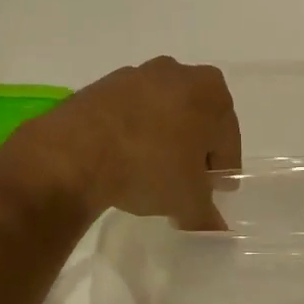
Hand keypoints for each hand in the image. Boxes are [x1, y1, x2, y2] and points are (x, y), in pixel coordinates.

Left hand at [0, 57, 241, 229]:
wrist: (76, 150)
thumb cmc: (149, 166)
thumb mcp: (187, 201)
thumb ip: (207, 215)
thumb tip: (217, 232)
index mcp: (210, 90)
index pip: (227, 137)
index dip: (222, 168)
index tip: (213, 192)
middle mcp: (176, 72)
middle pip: (195, 119)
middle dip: (192, 150)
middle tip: (184, 184)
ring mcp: (136, 75)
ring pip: (161, 113)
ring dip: (161, 140)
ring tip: (149, 174)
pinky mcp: (101, 86)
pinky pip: (128, 114)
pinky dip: (130, 134)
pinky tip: (121, 161)